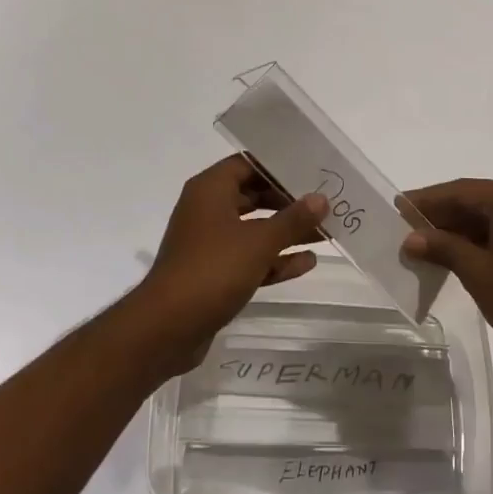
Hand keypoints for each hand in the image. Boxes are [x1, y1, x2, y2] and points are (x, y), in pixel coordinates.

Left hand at [133, 154, 328, 367]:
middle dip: (288, 202)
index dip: (279, 167)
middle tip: (324, 203)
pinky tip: (307, 262)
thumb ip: (292, 219)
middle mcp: (208, 210)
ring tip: (325, 232)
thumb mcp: (259, 242)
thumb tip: (321, 198)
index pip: (248, 164)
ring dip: (285, 232)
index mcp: (211, 190)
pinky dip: (274, 259)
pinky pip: (249, 258)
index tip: (311, 171)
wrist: (167, 329)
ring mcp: (210, 243)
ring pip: (254, 229)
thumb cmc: (213, 270)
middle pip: (253, 195)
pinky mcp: (214, 274)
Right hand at [401, 179, 492, 364]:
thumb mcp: (476, 272)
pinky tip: (464, 252)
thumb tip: (411, 239)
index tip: (400, 206)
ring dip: (464, 227)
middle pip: (478, 200)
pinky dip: (487, 236)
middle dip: (444, 214)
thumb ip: (442, 248)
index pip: (460, 192)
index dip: (427, 201)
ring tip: (432, 242)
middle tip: (411, 226)